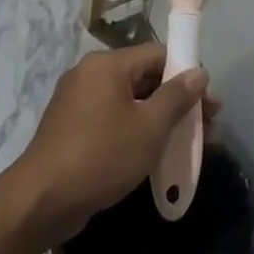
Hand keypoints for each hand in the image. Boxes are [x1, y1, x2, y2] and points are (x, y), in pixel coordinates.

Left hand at [15, 44, 217, 244]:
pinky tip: (157, 153)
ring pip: (131, 102)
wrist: (43, 199)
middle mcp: (90, 74)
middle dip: (178, 101)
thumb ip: (177, 97)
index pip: (157, 54)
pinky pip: (114, 119)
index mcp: (107, 64)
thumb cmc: (102, 155)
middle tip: (207, 127)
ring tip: (189, 145)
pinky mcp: (73, 128)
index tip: (210, 103)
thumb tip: (199, 73)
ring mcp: (78, 101)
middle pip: (145, 78)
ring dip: (161, 119)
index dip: (187, 74)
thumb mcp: (149, 127)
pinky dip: (137, 130)